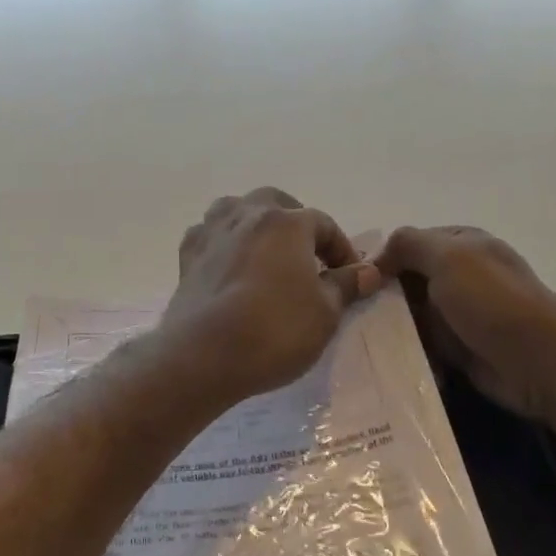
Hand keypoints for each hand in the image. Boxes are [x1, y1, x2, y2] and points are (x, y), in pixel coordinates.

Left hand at [156, 188, 380, 404]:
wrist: (203, 353)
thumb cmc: (275, 329)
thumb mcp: (325, 313)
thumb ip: (346, 285)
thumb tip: (368, 271)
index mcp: (287, 223)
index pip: (324, 224)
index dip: (341, 248)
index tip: (350, 275)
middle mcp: (248, 215)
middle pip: (276, 202)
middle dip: (295, 222)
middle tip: (306, 254)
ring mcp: (213, 232)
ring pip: (236, 210)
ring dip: (254, 223)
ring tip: (265, 251)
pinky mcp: (187, 255)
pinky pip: (210, 235)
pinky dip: (224, 243)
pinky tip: (229, 264)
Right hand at [373, 226, 555, 420]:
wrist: (540, 362)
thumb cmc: (492, 301)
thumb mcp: (448, 256)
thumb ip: (410, 244)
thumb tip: (377, 257)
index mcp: (462, 244)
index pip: (411, 244)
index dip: (383, 259)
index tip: (355, 282)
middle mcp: (461, 276)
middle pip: (408, 282)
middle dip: (381, 297)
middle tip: (350, 315)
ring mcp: (461, 315)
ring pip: (412, 317)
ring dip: (391, 328)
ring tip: (358, 341)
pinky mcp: (460, 350)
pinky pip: (423, 347)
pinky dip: (407, 353)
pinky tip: (382, 361)